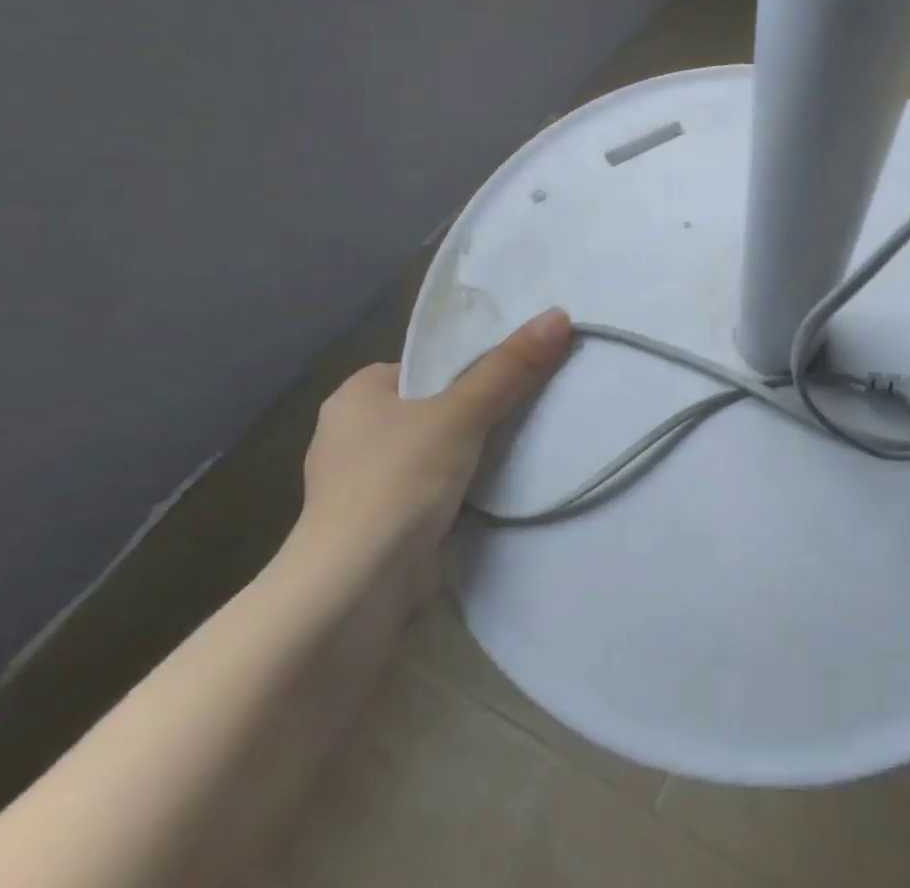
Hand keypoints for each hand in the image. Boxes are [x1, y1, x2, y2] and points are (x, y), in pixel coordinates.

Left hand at [294, 308, 572, 581]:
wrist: (353, 593)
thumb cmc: (397, 483)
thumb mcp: (461, 414)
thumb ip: (510, 367)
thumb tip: (558, 315)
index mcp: (355, 396)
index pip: (425, 366)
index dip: (469, 366)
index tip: (515, 370)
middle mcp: (351, 435)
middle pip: (434, 405)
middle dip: (476, 409)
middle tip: (528, 402)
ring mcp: (362, 484)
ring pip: (435, 448)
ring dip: (470, 451)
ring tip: (521, 440)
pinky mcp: (378, 524)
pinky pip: (431, 487)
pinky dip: (460, 486)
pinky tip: (494, 485)